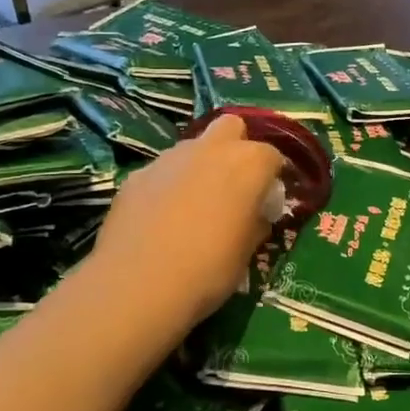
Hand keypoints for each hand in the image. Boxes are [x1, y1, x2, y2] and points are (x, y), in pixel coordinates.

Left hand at [91, 113, 284, 327]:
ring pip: (193, 147)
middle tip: (232, 185)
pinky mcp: (138, 174)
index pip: (272, 156)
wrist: (139, 283)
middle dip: (235, 147)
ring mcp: (170, 157)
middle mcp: (211, 149)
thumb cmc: (209, 268)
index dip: (270, 179)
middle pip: (231, 127)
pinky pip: (162, 171)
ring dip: (199, 166)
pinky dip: (166, 185)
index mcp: (248, 164)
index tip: (265, 203)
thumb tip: (254, 215)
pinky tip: (160, 218)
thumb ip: (255, 223)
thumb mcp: (247, 252)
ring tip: (192, 205)